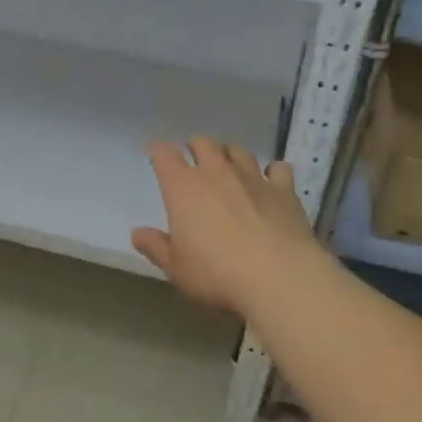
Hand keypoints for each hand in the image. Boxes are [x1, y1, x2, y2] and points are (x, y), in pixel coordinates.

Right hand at [131, 138, 322, 314]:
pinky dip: (273, 170)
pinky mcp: (284, 190)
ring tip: (229, 164)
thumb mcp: (176, 269)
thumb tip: (137, 233)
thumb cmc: (217, 274)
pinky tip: (272, 179)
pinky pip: (278, 168)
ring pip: (238, 151)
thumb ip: (156, 247)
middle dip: (196, 146)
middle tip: (193, 156)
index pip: (164, 156)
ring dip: (230, 154)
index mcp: (183, 188)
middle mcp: (216, 172)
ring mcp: (252, 178)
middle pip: (203, 143)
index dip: (157, 151)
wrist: (278, 277)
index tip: (154, 152)